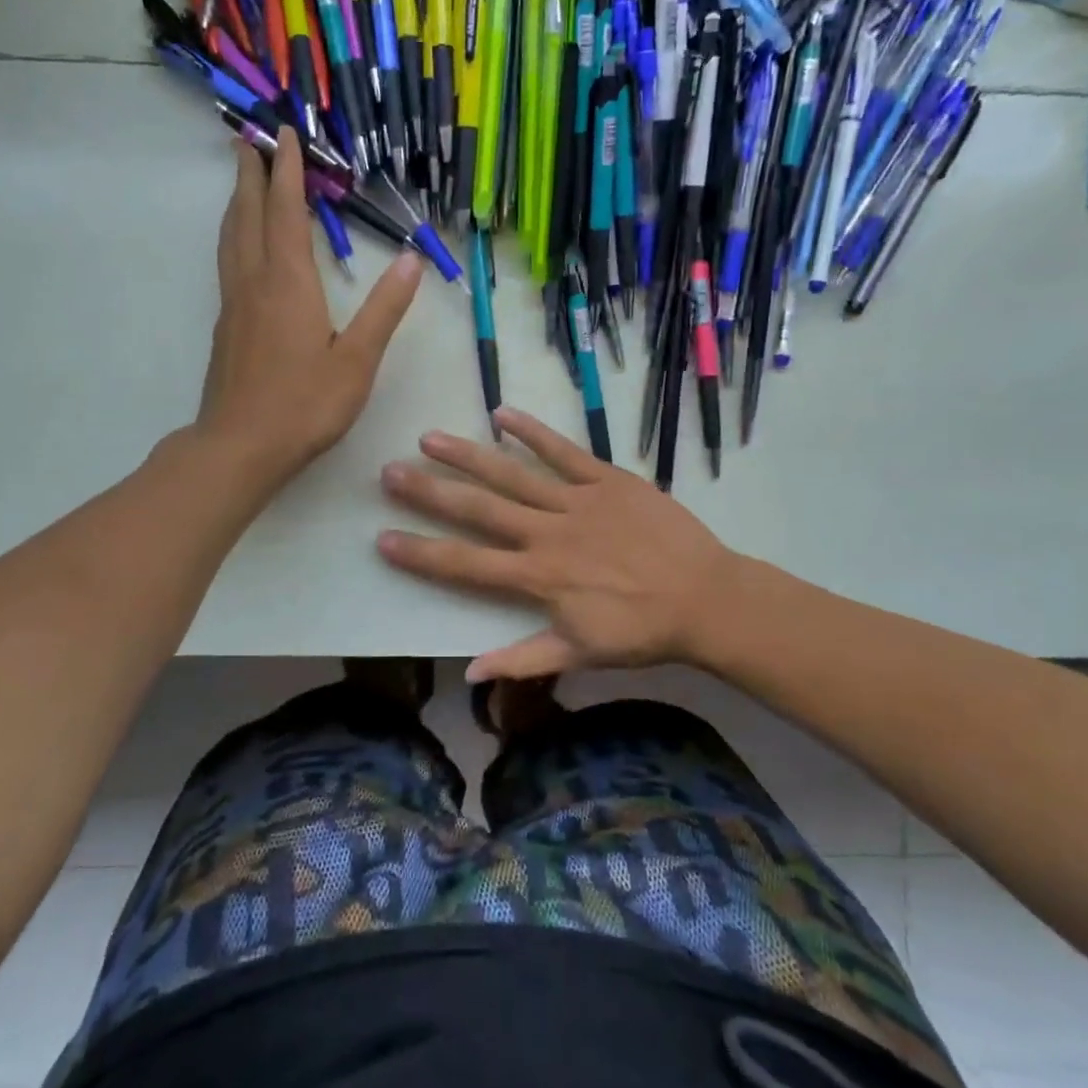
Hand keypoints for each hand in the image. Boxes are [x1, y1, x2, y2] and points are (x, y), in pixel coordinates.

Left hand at [197, 129, 421, 487]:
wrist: (241, 447)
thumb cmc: (305, 405)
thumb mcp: (357, 360)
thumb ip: (384, 309)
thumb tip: (410, 260)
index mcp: (289, 284)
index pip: (285, 213)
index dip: (285, 172)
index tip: (282, 134)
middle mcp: (255, 283)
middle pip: (247, 215)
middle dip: (250, 174)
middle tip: (248, 139)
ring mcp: (234, 304)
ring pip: (231, 238)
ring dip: (236, 202)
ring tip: (240, 179)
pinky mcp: (226, 327)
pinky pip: (228, 262)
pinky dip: (234, 235)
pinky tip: (240, 246)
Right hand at [377, 406, 736, 681]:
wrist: (705, 598)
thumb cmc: (640, 631)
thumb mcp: (579, 655)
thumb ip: (522, 660)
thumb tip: (469, 673)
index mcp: (537, 577)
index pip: (465, 565)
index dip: (421, 552)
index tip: (382, 537)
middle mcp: (546, 534)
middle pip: (478, 510)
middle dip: (430, 492)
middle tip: (390, 472)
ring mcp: (576, 501)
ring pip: (512, 475)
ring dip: (468, 455)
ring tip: (430, 438)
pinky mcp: (606, 479)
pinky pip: (564, 452)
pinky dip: (534, 432)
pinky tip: (503, 414)